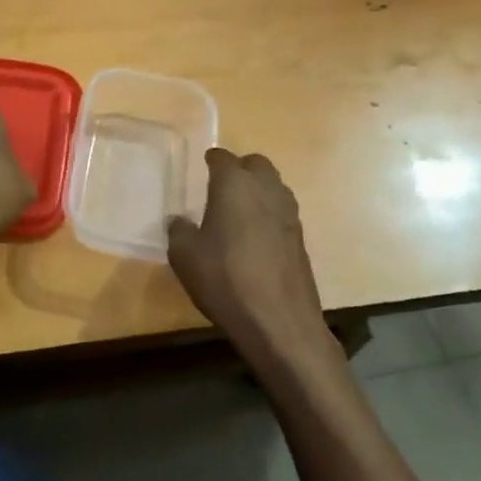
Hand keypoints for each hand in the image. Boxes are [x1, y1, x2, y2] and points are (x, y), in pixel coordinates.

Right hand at [168, 150, 336, 379]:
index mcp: (234, 185)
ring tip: (239, 210)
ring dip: (258, 190)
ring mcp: (289, 214)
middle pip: (256, 164)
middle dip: (240, 169)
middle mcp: (266, 190)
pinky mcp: (301, 239)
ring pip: (274, 186)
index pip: (223, 158)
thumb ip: (179, 230)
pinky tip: (255, 236)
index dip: (212, 160)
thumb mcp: (184, 255)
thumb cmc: (224, 279)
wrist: (279, 322)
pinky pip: (282, 212)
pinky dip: (269, 214)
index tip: (204, 166)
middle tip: (222, 186)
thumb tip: (180, 220)